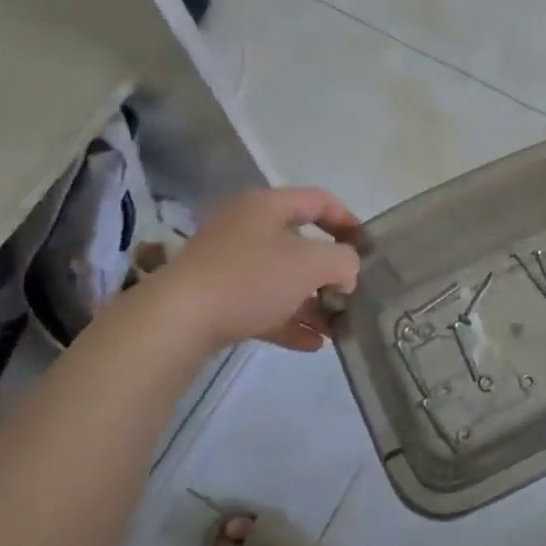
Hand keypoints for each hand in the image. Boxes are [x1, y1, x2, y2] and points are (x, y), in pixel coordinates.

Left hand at [102, 187, 361, 355]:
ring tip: (337, 328)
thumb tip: (345, 273)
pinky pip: (262, 303)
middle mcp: (247, 227)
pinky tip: (312, 344)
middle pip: (301, 243)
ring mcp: (228, 262)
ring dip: (312, 302)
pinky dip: (288, 320)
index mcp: (268, 206)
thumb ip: (343, 262)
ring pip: (282, 277)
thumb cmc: (251, 278)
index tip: (367, 249)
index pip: (319, 200)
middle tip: (351, 294)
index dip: (348, 221)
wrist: (177, 320)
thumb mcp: (312, 264)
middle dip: (330, 272)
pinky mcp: (216, 296)